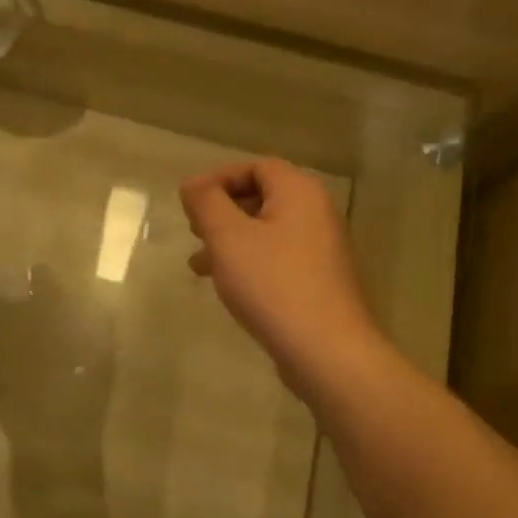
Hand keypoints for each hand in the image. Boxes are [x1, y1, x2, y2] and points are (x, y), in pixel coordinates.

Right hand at [180, 158, 383, 396]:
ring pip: (266, 231)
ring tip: (199, 265)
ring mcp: (321, 249)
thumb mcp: (228, 237)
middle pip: (262, 196)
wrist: (327, 351)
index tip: (190, 203)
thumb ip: (206, 202)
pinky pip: (277, 258)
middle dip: (222, 212)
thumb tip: (193, 184)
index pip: (256, 166)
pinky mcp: (319, 280)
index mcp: (299, 192)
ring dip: (230, 241)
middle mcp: (316, 213)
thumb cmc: (273, 284)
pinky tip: (228, 286)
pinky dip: (249, 262)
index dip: (219, 179)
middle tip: (194, 232)